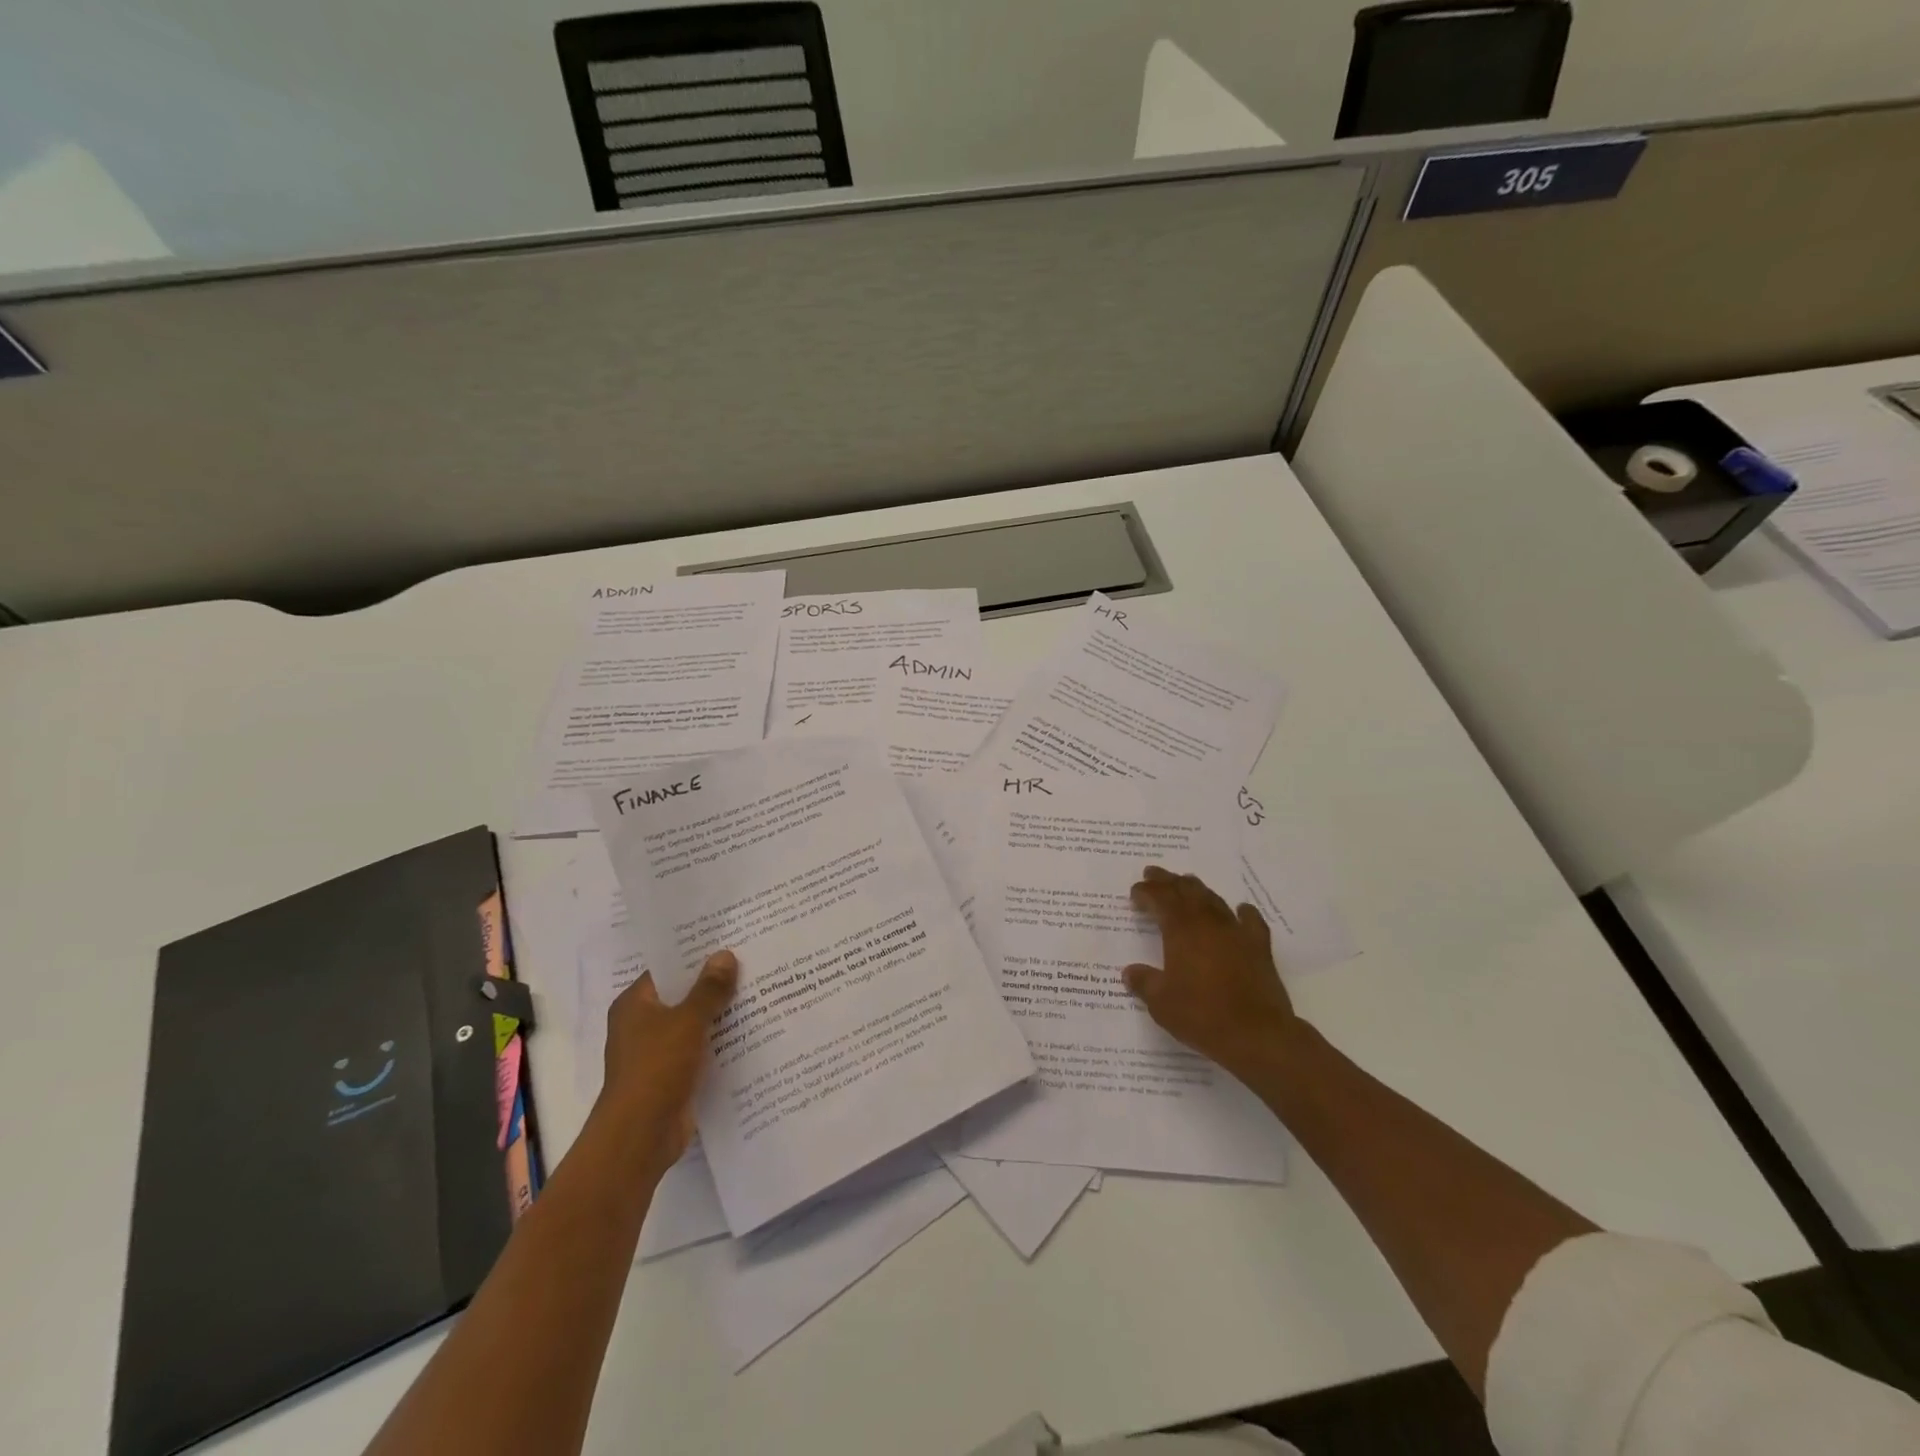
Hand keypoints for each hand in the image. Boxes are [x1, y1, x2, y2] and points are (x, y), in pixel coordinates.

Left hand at [599, 951, 737, 1169]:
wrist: (641, 1137)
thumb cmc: (656, 1068)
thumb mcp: (687, 1021)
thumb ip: (708, 989)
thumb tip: (725, 955)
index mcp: (635, 1005)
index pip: (667, 969)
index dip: (696, 955)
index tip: (729, 942)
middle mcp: (642, 1025)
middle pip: (683, 996)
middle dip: (714, 985)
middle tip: (752, 963)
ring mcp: (657, 1053)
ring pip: (694, 1024)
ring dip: (720, 1015)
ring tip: (760, 992)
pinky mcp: (673, 1077)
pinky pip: (701, 1051)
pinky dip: (720, 1043)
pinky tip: (752, 1033)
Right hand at [1124, 866, 1299, 1080]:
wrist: (1257, 1034)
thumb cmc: (1201, 1015)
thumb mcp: (1161, 1002)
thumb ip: (1144, 982)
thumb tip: (1130, 972)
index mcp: (1180, 930)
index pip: (1160, 899)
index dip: (1146, 892)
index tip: (1135, 891)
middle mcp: (1208, 923)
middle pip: (1186, 891)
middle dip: (1168, 881)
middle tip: (1154, 873)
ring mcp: (1236, 932)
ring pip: (1214, 900)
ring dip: (1197, 890)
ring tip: (1187, 884)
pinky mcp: (1259, 948)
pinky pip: (1250, 921)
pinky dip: (1242, 912)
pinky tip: (1240, 909)